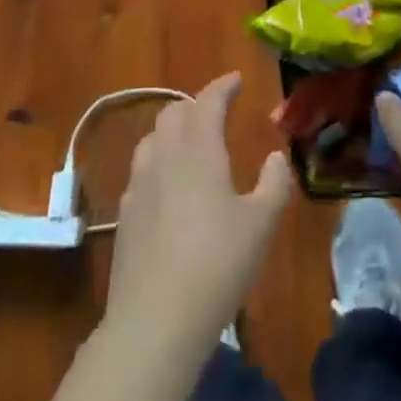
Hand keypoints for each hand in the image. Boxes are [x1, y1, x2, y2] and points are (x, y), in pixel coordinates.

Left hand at [105, 72, 292, 357]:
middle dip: (196, 105)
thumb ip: (274, 183)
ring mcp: (138, 185)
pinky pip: (141, 170)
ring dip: (173, 129)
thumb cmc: (217, 265)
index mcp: (198, 150)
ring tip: (191, 143)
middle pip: (174, 112)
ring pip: (152, 138)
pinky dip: (158, 162)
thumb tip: (277, 156)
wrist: (155, 321)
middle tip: (216, 112)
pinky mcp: (124, 215)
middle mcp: (164, 156)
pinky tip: (169, 186)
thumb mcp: (261, 225)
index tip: (236, 79)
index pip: (208, 101)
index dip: (222, 86)